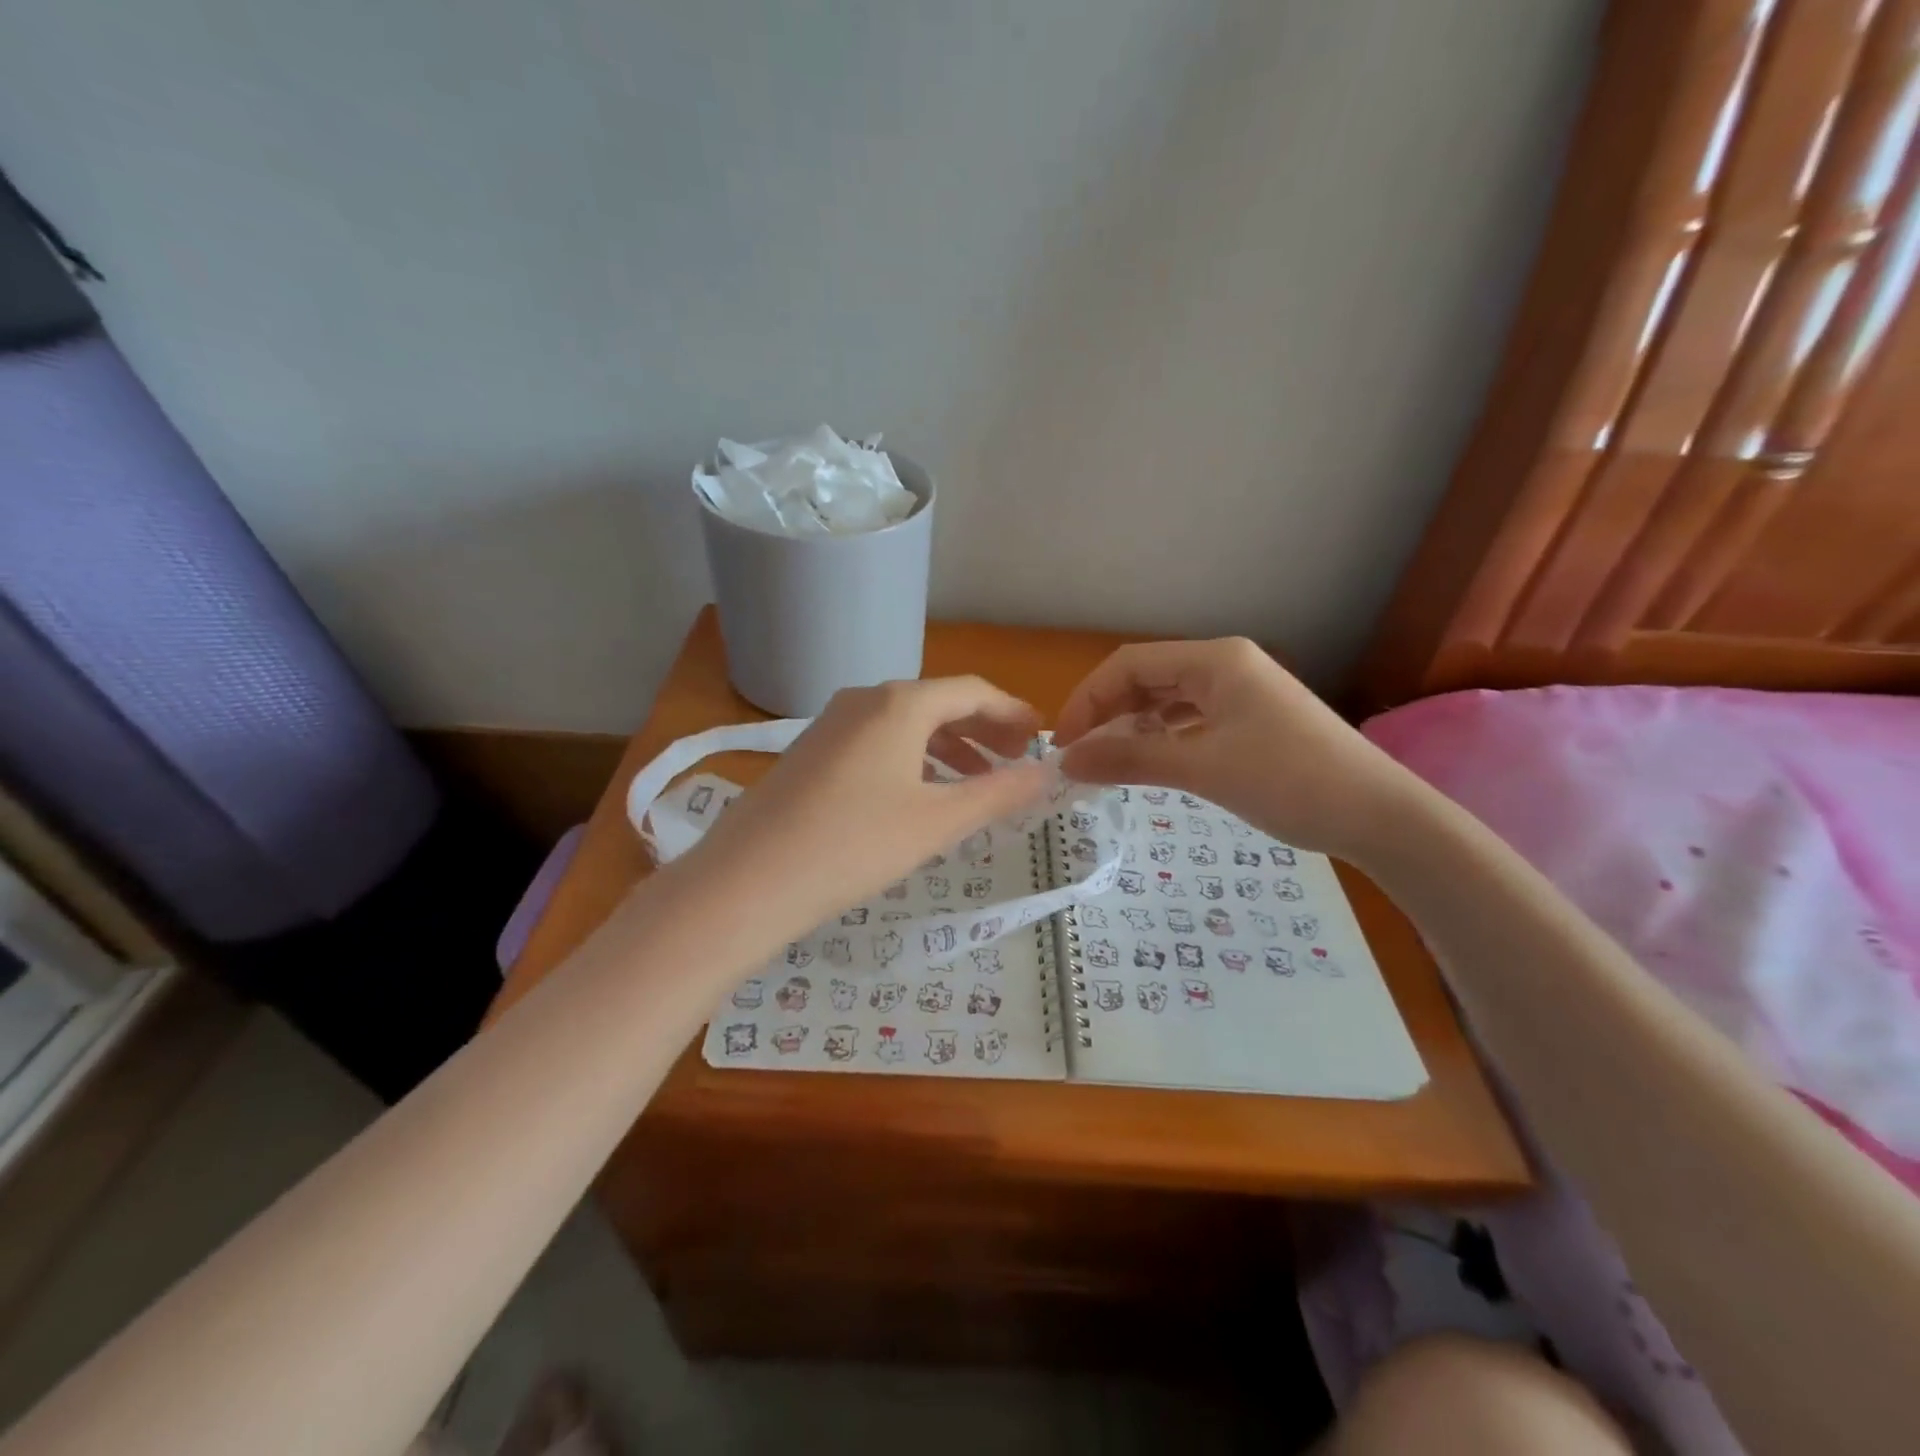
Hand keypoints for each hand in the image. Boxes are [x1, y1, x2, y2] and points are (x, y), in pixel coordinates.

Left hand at [677, 677, 1051, 932]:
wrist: (748, 881)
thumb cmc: (855, 845)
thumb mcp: (937, 821)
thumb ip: (999, 793)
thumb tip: (1048, 773)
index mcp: (900, 703)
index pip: (972, 692)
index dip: (1012, 713)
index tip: (1040, 738)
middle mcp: (865, 700)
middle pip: (939, 703)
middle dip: (983, 731)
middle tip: (1015, 762)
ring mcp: (832, 724)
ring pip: (906, 725)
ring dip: (948, 748)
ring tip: (977, 783)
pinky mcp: (811, 752)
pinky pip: (877, 743)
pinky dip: (912, 759)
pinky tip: (920, 795)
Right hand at [1052, 638, 1419, 862]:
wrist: (1379, 816)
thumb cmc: (1289, 781)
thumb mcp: (1201, 768)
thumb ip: (1130, 759)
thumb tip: (1067, 762)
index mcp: (1215, 660)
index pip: (1129, 664)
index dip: (1088, 699)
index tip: (1064, 745)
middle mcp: (1226, 665)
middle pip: (1147, 678)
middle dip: (1108, 713)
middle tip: (1080, 757)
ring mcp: (1243, 692)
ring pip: (1169, 699)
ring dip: (1133, 726)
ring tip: (1108, 761)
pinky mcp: (1253, 719)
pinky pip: (1192, 718)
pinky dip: (1163, 736)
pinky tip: (1151, 760)